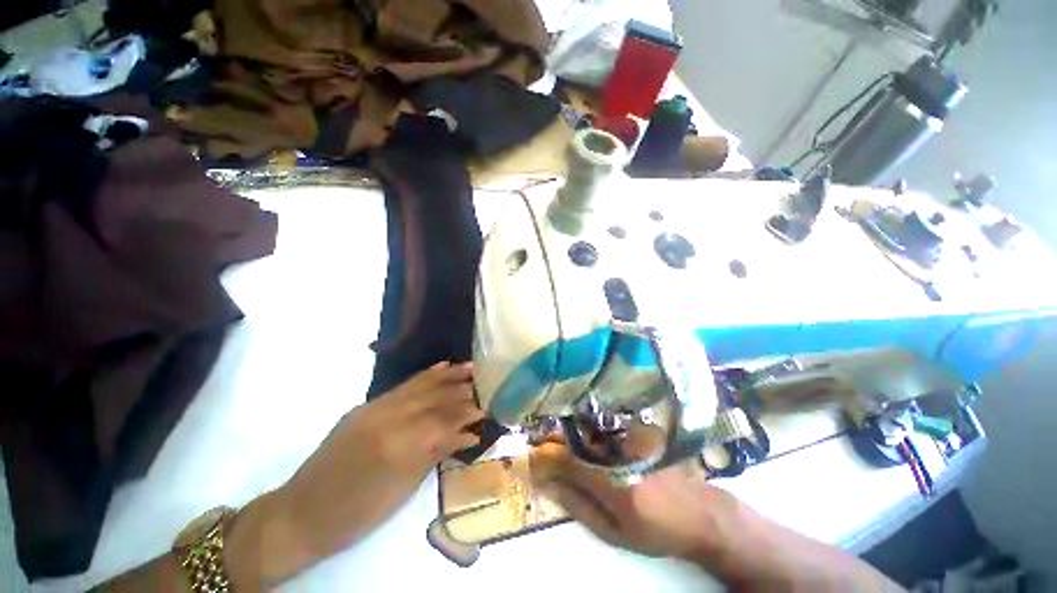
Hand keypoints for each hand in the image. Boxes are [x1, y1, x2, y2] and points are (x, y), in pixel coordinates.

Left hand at [230, 362, 483, 585]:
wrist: (302, 513)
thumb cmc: (356, 514)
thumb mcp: (402, 491)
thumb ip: (436, 453)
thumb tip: (466, 434)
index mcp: (398, 446)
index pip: (443, 421)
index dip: (467, 414)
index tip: (486, 410)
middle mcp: (387, 419)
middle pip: (434, 399)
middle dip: (462, 392)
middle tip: (484, 387)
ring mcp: (374, 408)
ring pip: (420, 386)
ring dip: (448, 376)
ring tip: (470, 369)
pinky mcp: (366, 406)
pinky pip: (402, 386)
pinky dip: (425, 375)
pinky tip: (440, 366)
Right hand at [530, 441, 738, 561]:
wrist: (700, 512)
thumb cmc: (655, 530)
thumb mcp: (614, 532)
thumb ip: (577, 505)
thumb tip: (546, 484)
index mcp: (615, 483)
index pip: (569, 461)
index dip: (545, 456)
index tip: (529, 457)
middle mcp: (623, 450)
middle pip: (577, 437)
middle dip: (553, 440)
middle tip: (540, 446)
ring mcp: (634, 433)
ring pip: (589, 427)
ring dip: (570, 433)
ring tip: (559, 441)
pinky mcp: (641, 426)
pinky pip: (605, 423)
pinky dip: (590, 429)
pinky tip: (586, 437)